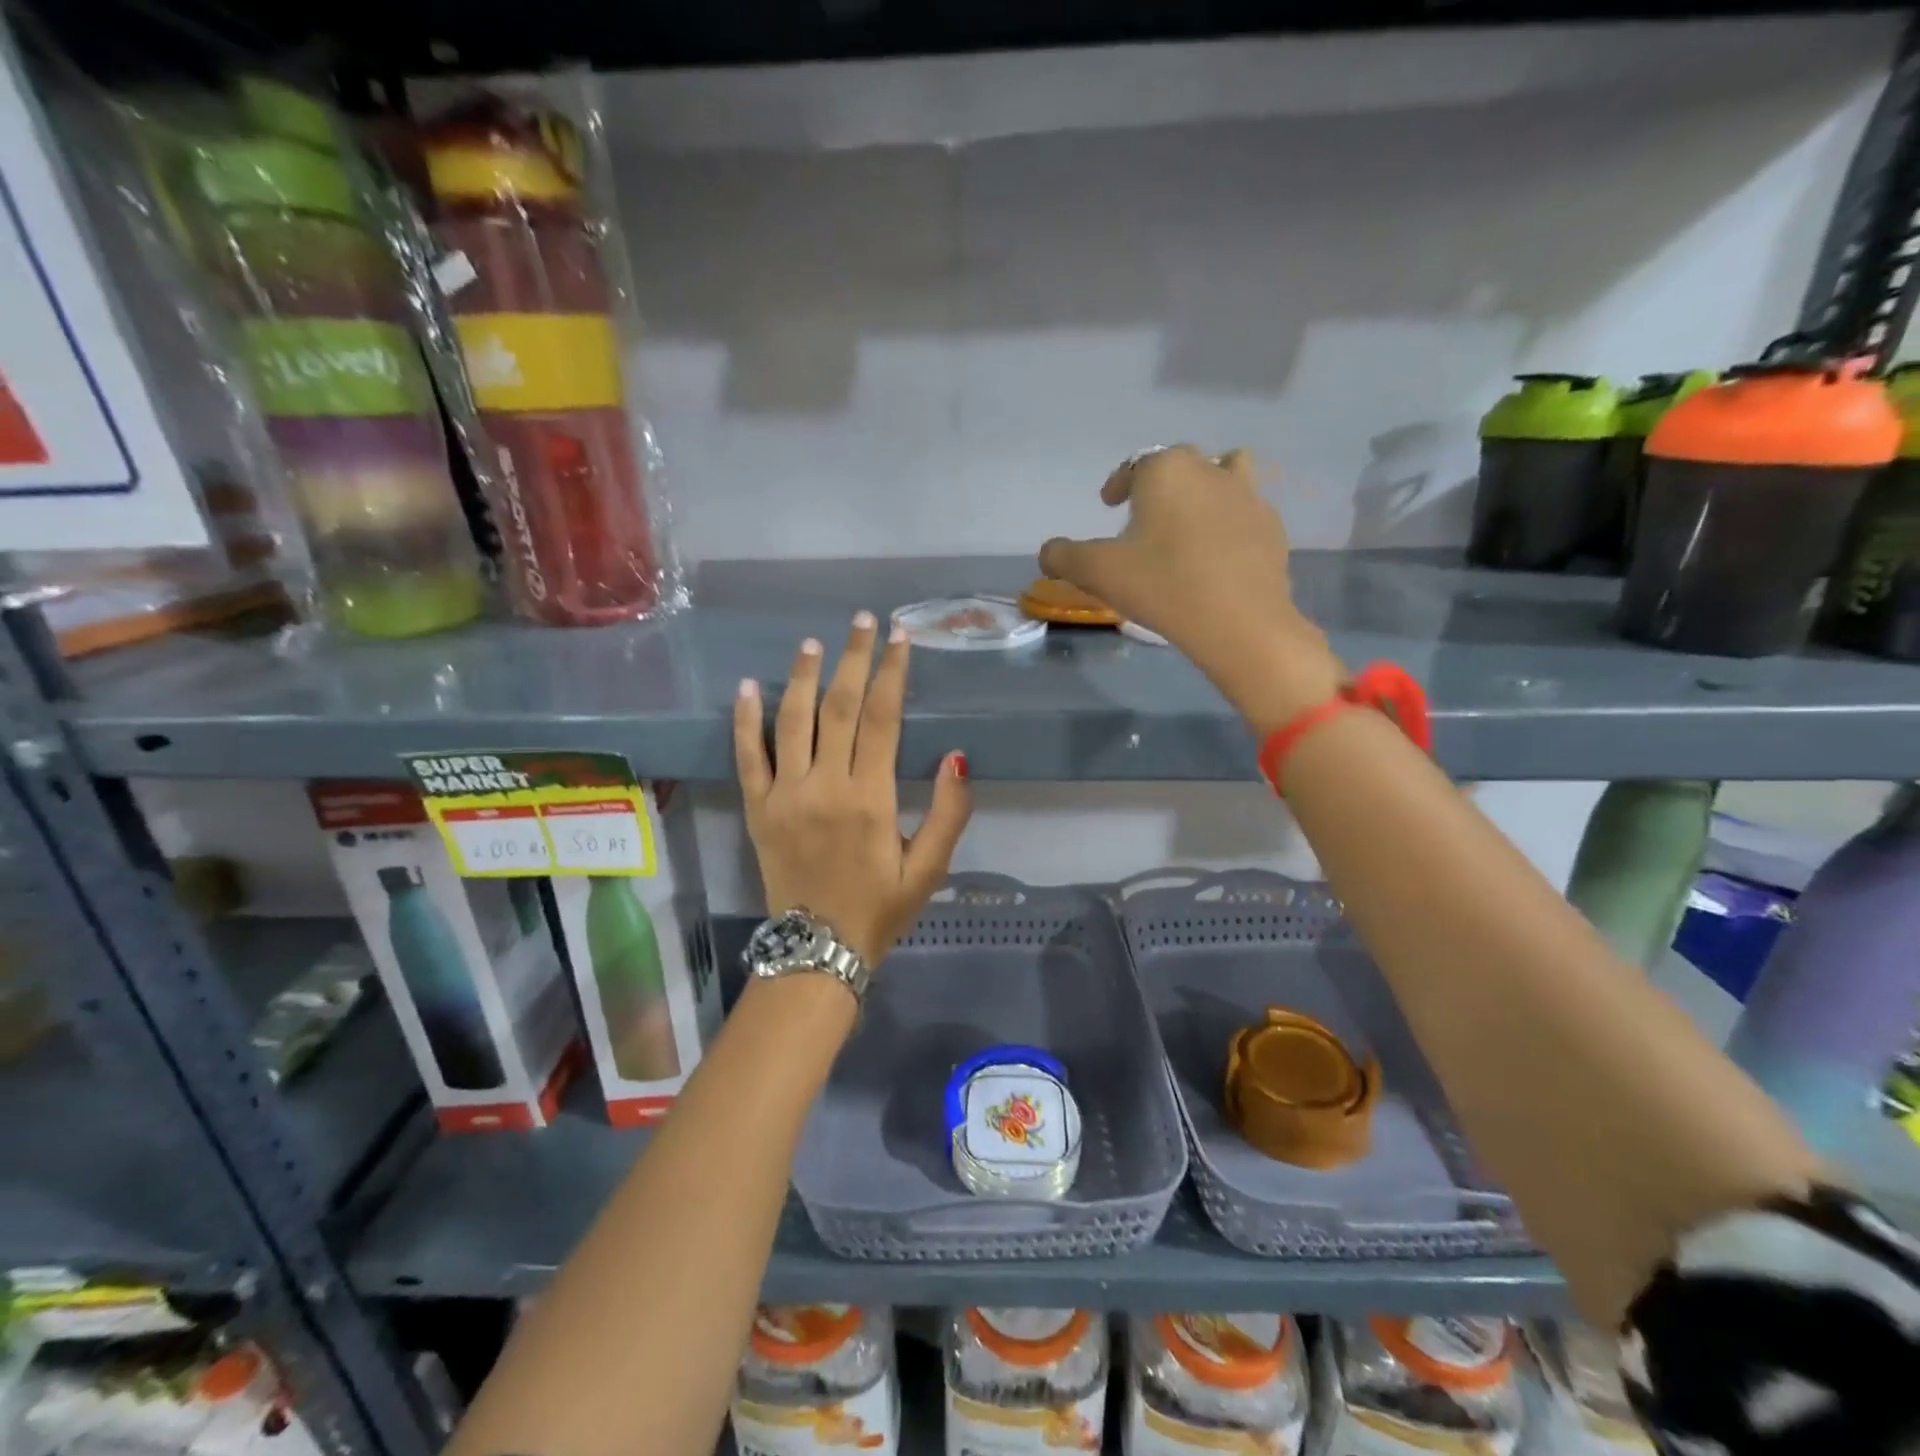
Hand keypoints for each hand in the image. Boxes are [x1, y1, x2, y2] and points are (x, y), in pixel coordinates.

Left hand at [734, 614, 972, 966]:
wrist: (818, 951)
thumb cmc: (880, 908)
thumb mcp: (929, 868)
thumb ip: (949, 813)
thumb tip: (956, 757)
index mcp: (870, 798)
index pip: (881, 719)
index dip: (891, 674)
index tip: (899, 639)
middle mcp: (825, 786)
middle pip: (838, 708)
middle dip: (853, 659)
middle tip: (862, 621)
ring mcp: (785, 795)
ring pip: (792, 722)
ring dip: (803, 677)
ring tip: (813, 642)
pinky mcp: (757, 808)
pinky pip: (747, 757)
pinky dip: (745, 721)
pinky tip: (748, 687)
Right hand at [1039, 445, 1344, 733]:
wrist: (1239, 621)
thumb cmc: (1162, 585)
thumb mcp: (1097, 573)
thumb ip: (1063, 557)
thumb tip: (1048, 552)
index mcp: (1165, 471)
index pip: (1135, 464)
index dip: (1118, 483)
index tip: (1109, 504)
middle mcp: (1209, 469)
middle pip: (1180, 462)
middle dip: (1159, 482)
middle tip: (1144, 514)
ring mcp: (1247, 496)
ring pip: (1226, 471)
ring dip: (1206, 485)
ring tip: (1191, 517)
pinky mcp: (1271, 527)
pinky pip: (1245, 511)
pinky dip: (1229, 521)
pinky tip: (1218, 552)